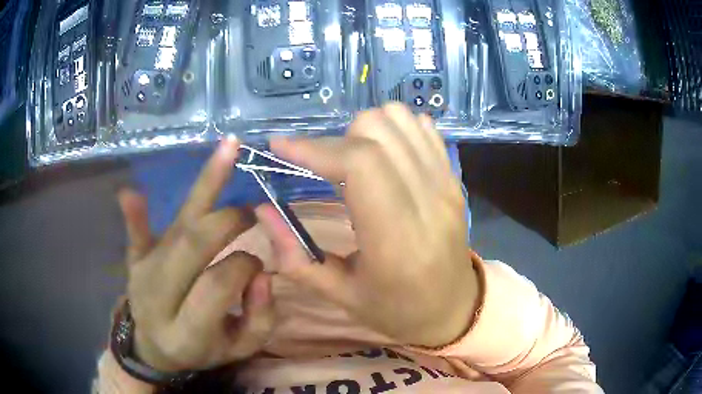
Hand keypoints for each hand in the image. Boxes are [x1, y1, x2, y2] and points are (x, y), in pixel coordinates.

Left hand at [117, 139, 274, 372]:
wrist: (155, 347)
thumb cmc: (201, 350)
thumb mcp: (239, 350)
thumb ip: (259, 319)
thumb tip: (262, 273)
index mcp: (186, 332)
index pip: (217, 285)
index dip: (244, 266)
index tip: (257, 264)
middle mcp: (159, 297)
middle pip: (192, 245)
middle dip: (229, 221)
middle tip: (252, 212)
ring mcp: (142, 273)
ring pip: (175, 226)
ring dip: (206, 183)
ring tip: (231, 146)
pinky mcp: (134, 259)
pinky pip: (136, 233)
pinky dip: (136, 213)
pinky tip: (130, 193)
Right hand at [256, 103, 478, 347]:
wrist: (454, 308)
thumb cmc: (398, 311)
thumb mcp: (341, 296)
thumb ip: (296, 256)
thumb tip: (262, 209)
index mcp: (396, 242)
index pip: (359, 166)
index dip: (315, 148)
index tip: (281, 146)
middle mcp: (428, 203)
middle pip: (377, 132)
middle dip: (336, 140)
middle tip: (323, 166)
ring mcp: (446, 185)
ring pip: (399, 120)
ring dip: (365, 131)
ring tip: (353, 159)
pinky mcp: (454, 178)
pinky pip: (423, 127)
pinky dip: (395, 129)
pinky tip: (384, 154)